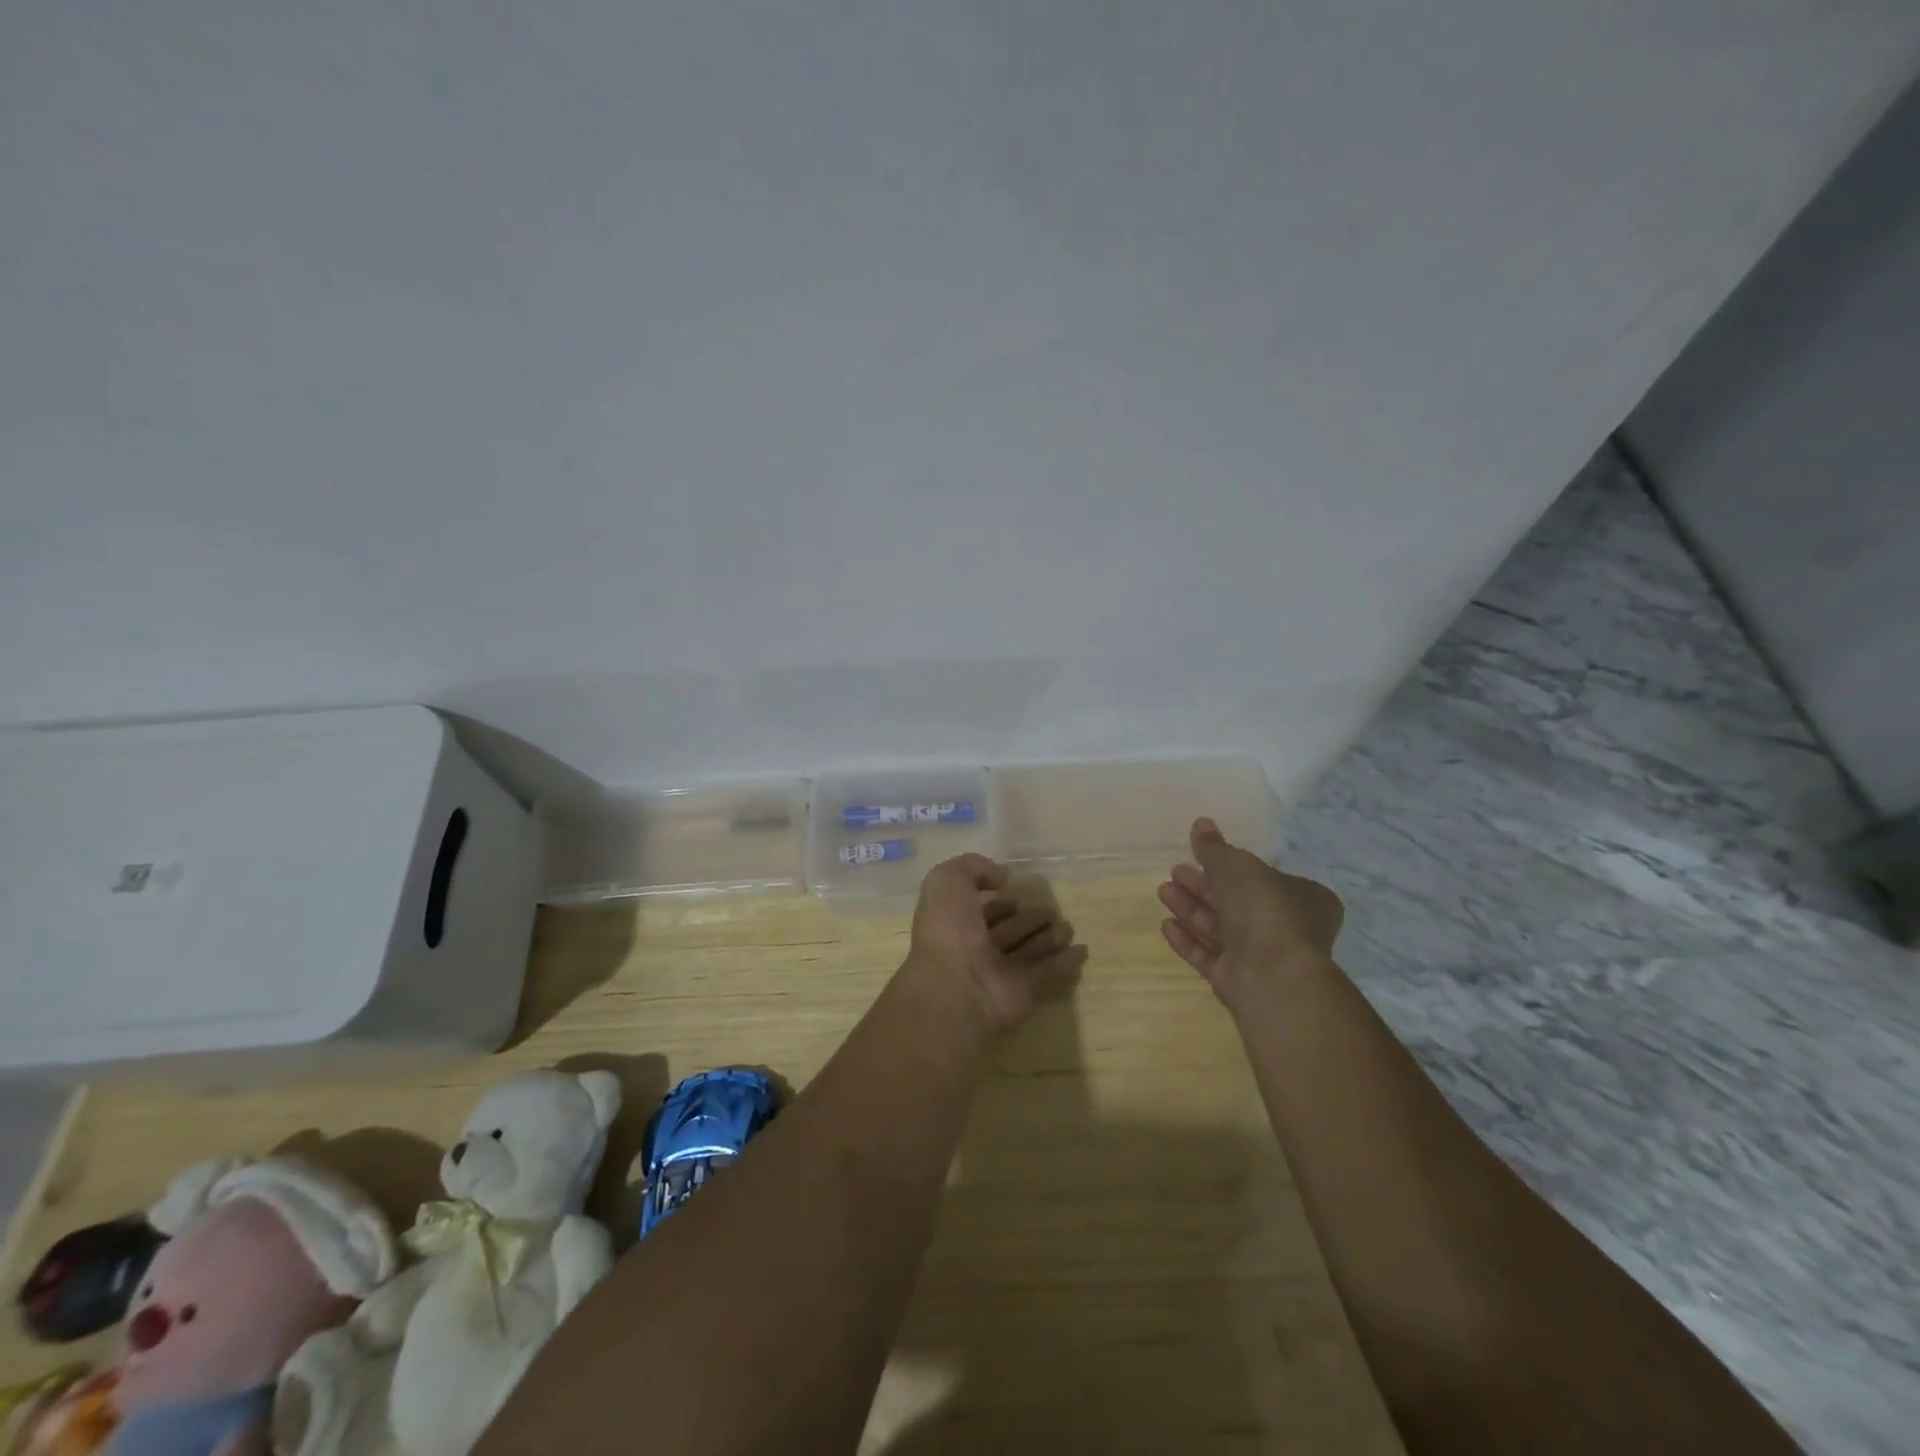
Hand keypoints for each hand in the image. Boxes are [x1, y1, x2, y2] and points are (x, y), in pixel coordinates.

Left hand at [906, 854, 1087, 1032]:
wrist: (956, 988)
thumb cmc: (949, 931)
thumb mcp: (947, 881)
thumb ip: (972, 867)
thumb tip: (1001, 876)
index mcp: (955, 923)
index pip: (979, 909)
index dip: (996, 899)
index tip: (1014, 889)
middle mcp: (976, 948)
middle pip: (1008, 930)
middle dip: (1028, 919)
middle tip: (1051, 910)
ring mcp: (999, 972)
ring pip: (1028, 950)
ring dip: (1048, 938)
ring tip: (1068, 926)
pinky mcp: (1022, 991)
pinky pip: (1046, 972)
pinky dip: (1063, 962)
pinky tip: (1081, 950)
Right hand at [1157, 817, 1343, 1009]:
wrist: (1271, 975)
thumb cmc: (1264, 908)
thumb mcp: (1236, 864)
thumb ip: (1214, 847)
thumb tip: (1201, 823)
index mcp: (1303, 898)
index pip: (1263, 877)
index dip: (1231, 865)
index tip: (1199, 855)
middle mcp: (1285, 928)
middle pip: (1236, 902)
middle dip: (1202, 886)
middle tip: (1174, 871)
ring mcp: (1260, 957)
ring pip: (1220, 929)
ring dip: (1190, 909)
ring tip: (1163, 891)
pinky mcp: (1237, 980)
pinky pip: (1208, 956)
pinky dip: (1188, 940)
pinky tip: (1165, 925)